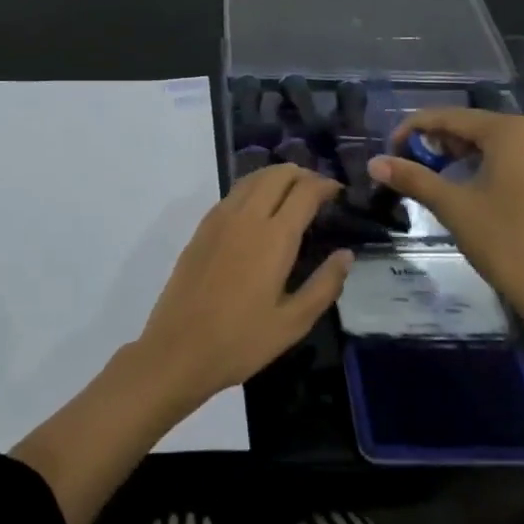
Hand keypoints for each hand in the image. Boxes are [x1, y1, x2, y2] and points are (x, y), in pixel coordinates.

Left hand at [136, 165, 353, 405]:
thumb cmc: (241, 341)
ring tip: (292, 193)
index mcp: (273, 237)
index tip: (339, 192)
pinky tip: (259, 210)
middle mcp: (246, 217)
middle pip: (277, 175)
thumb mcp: (293, 323)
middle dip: (302, 174)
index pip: (304, 191)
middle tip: (318, 190)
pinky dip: (253, 189)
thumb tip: (345, 254)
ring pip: (251, 179)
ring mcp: (219, 220)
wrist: (178, 349)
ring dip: (276, 177)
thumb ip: (324, 285)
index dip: (325, 185)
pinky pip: (233, 194)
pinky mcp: (201, 230)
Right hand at [369, 109, 523, 317]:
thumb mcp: (451, 205)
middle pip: (487, 128)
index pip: (453, 118)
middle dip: (452, 142)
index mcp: (512, 131)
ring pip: (521, 143)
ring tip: (467, 174)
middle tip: (427, 164)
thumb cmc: (501, 241)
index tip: (394, 146)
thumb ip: (412, 177)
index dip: (417, 128)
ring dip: (491, 153)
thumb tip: (375, 163)